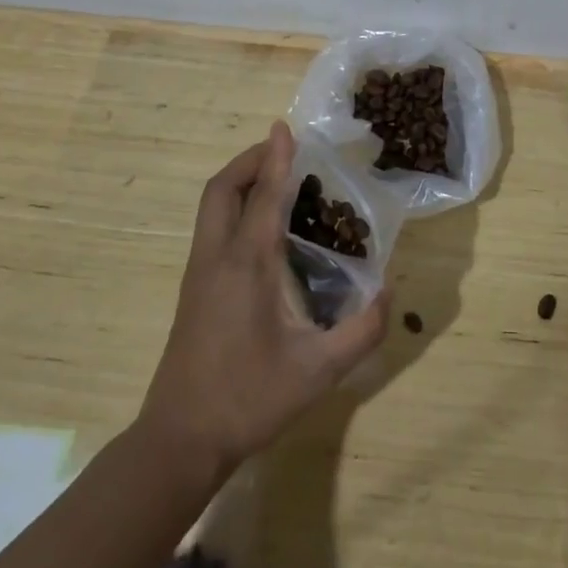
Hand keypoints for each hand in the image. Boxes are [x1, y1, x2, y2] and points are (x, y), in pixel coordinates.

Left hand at [138, 122, 389, 479]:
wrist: (180, 441)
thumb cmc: (248, 399)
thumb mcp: (318, 371)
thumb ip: (361, 331)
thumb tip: (388, 293)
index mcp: (246, 265)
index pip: (264, 196)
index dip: (277, 158)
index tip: (285, 126)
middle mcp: (217, 258)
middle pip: (222, 189)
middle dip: (250, 161)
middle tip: (283, 152)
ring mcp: (199, 274)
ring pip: (212, 207)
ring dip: (241, 182)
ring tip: (278, 181)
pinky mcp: (194, 290)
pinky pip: (213, 228)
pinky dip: (236, 207)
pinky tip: (264, 229)